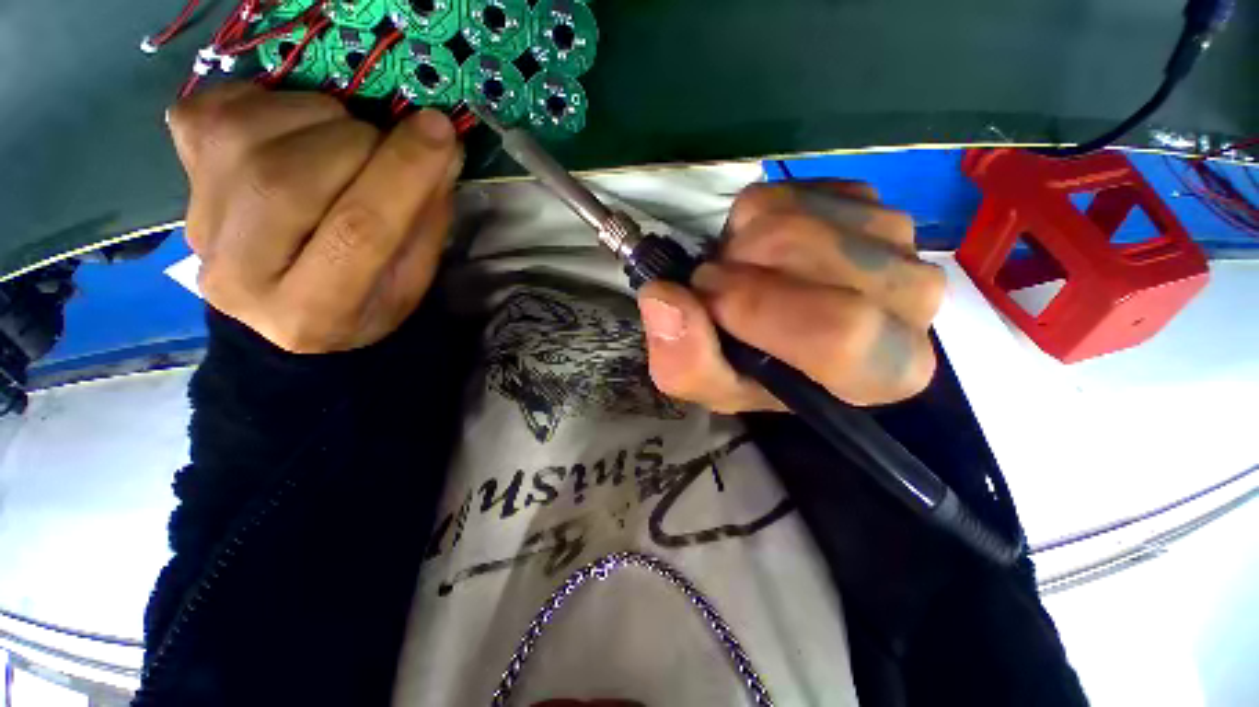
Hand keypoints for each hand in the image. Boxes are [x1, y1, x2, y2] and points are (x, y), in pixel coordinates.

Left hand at [169, 83, 461, 352]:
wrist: (280, 314)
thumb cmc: (363, 302)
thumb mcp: (412, 279)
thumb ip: (426, 220)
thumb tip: (439, 146)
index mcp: (316, 312)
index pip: (358, 231)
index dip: (403, 173)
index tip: (439, 130)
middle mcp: (240, 272)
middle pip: (292, 179)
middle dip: (360, 145)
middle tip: (388, 149)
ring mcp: (197, 221)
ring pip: (252, 135)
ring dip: (321, 121)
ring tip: (344, 146)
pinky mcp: (180, 175)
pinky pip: (218, 108)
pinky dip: (272, 103)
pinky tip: (297, 133)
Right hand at [637, 182, 944, 412]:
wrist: (780, 330)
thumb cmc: (753, 371)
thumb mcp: (711, 387)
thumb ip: (684, 361)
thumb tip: (662, 297)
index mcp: (881, 369)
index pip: (840, 331)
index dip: (756, 308)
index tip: (707, 298)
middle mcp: (911, 301)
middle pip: (808, 254)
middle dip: (737, 265)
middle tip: (716, 286)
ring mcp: (895, 238)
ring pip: (795, 214)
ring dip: (742, 242)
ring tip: (741, 272)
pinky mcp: (868, 199)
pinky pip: (793, 190)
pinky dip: (757, 217)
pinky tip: (766, 249)